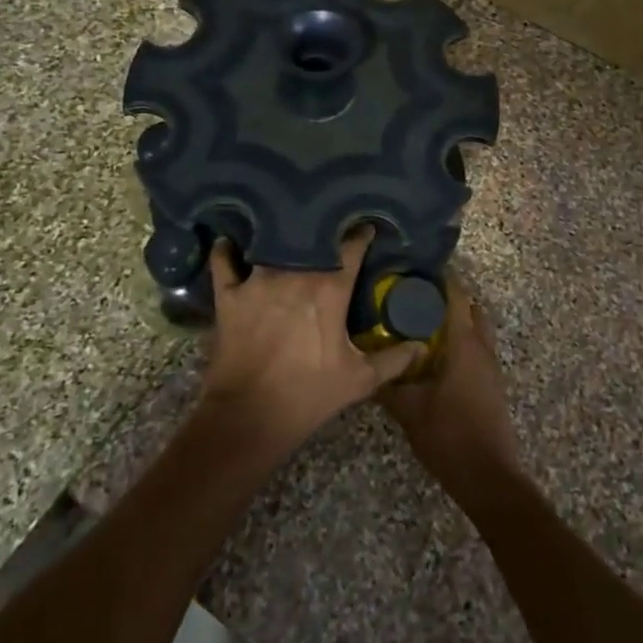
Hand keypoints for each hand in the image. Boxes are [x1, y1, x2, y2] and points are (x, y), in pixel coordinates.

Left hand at [198, 226, 422, 458]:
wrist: (250, 416)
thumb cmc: (309, 394)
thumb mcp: (359, 380)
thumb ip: (392, 359)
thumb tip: (419, 346)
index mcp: (330, 288)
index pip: (351, 246)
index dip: (360, 235)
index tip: (365, 228)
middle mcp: (294, 273)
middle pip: (309, 236)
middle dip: (319, 228)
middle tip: (324, 226)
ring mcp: (257, 280)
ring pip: (268, 241)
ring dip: (276, 235)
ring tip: (281, 226)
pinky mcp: (229, 294)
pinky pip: (223, 260)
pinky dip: (226, 250)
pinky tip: (230, 243)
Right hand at [379, 277, 518, 496]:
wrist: (489, 477)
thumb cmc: (450, 436)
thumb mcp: (410, 410)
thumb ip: (388, 385)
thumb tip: (365, 367)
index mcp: (465, 344)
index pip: (457, 296)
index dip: (441, 277)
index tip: (417, 267)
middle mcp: (482, 348)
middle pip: (470, 308)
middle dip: (448, 297)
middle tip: (416, 296)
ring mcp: (491, 367)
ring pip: (476, 330)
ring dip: (455, 321)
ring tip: (420, 323)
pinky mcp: (491, 384)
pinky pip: (477, 349)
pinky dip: (459, 342)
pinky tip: (434, 355)